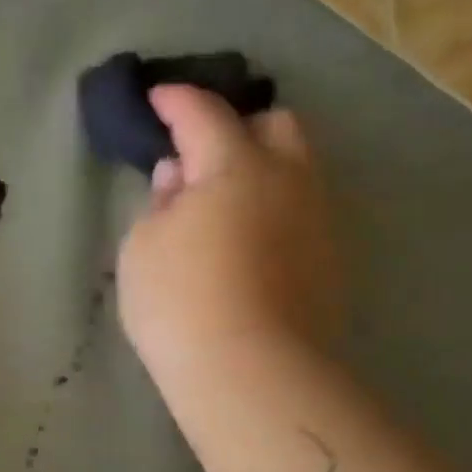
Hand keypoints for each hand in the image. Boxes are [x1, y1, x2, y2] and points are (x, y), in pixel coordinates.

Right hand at [118, 85, 343, 437]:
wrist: (251, 374)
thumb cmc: (180, 302)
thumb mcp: (142, 248)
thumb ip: (159, 204)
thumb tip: (179, 178)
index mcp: (237, 164)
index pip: (203, 113)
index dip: (175, 101)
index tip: (155, 98)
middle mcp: (289, 179)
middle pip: (275, 124)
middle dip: (237, 126)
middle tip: (200, 156)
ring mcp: (317, 221)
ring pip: (295, 171)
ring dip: (259, 172)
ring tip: (222, 205)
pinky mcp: (329, 262)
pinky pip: (300, 215)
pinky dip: (273, 212)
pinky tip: (247, 244)